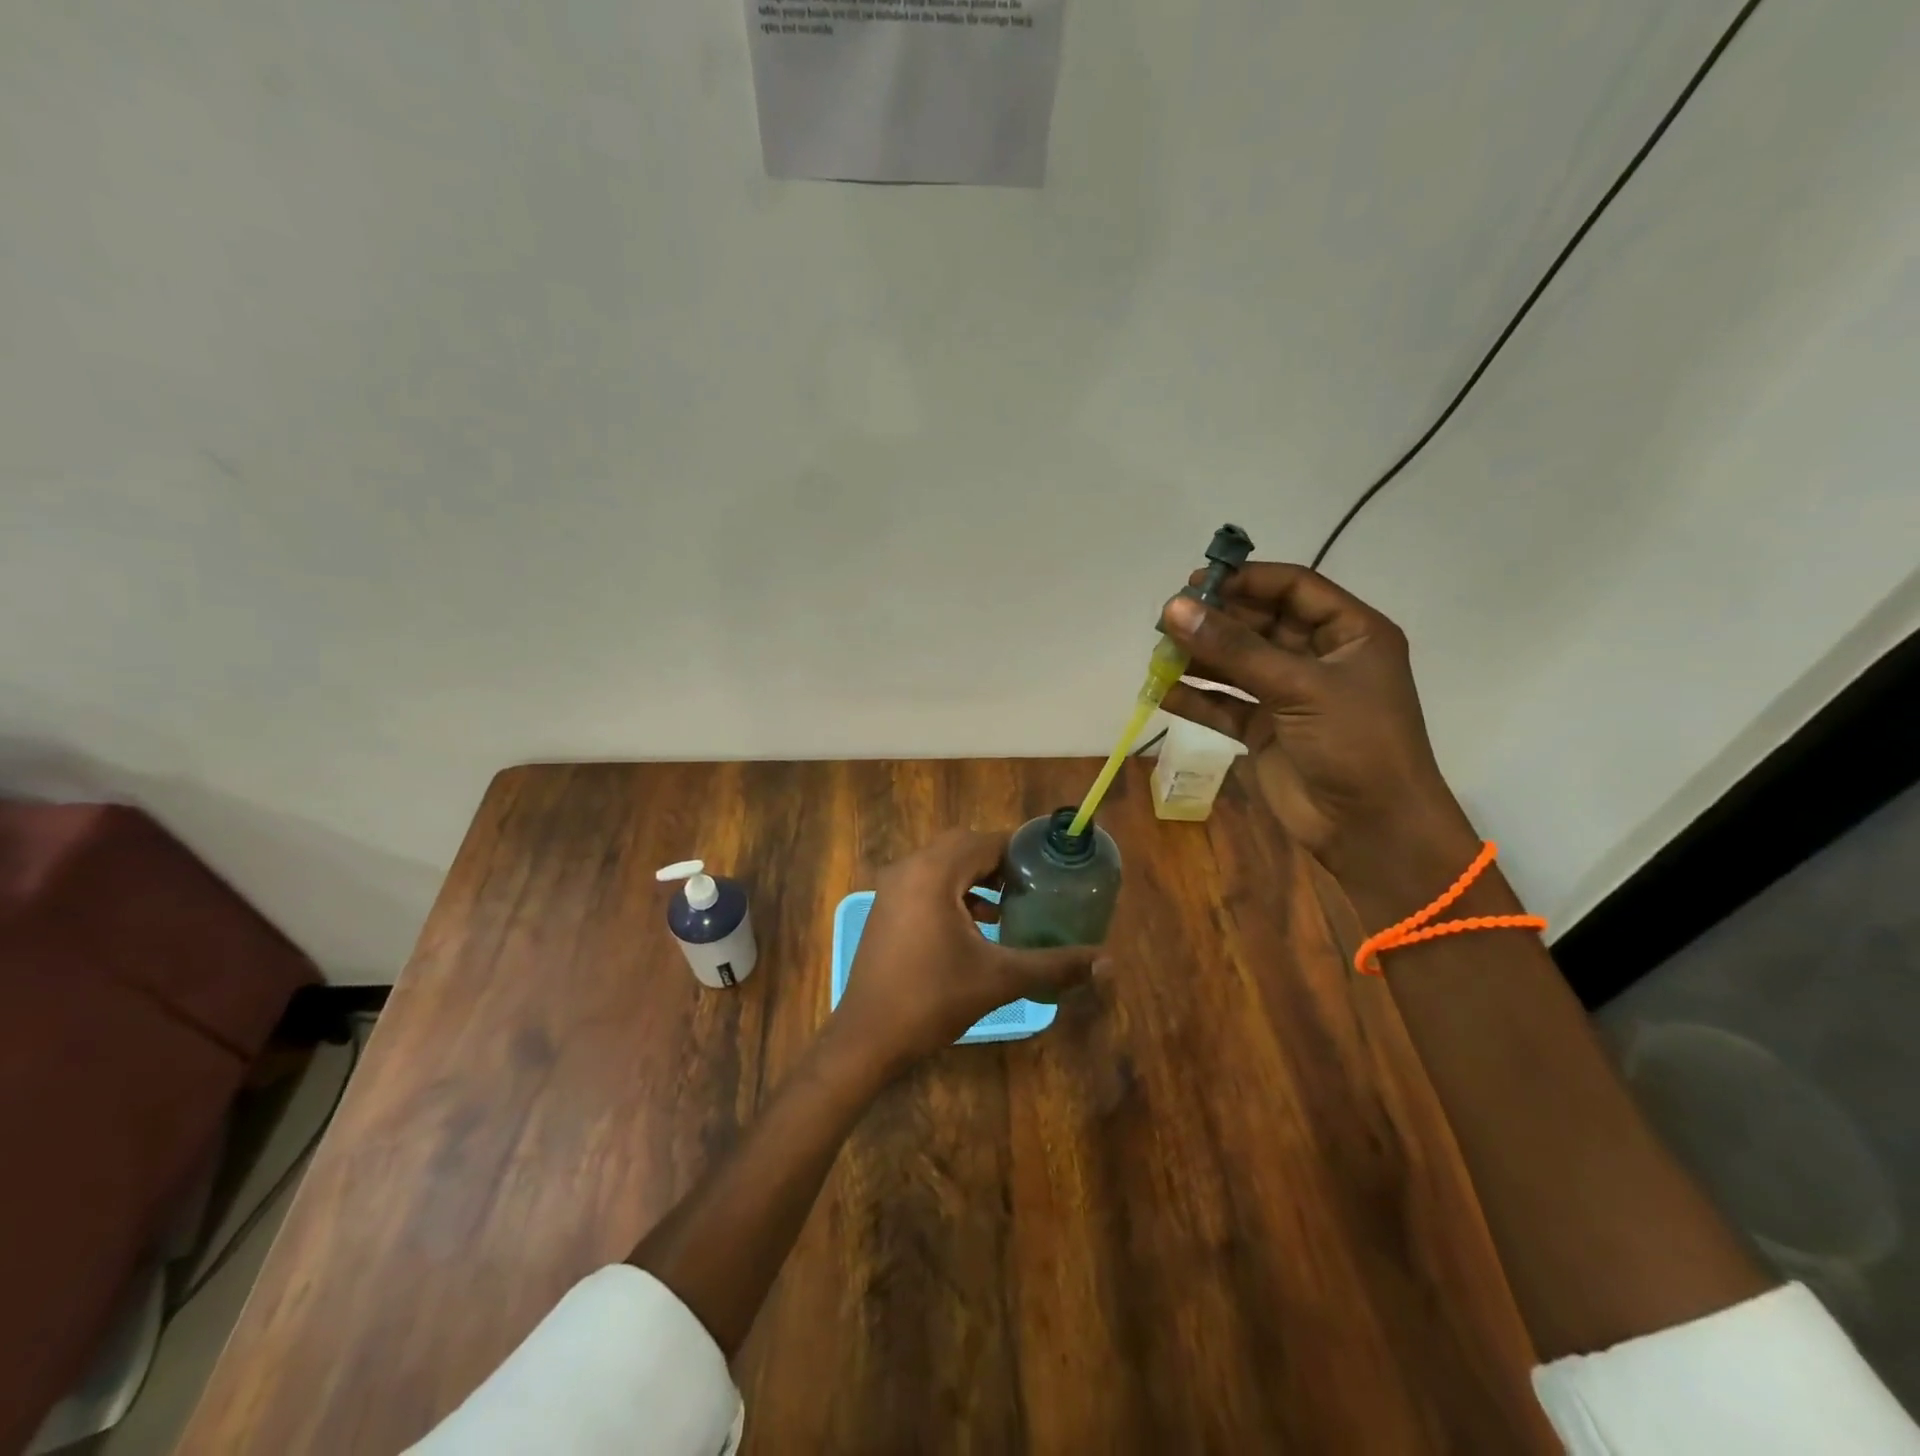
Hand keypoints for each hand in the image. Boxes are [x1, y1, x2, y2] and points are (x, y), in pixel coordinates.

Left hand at [832, 829, 1106, 1073]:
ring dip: (976, 877)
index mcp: (933, 873)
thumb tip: (1108, 963)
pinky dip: (954, 893)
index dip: (1021, 851)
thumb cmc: (933, 999)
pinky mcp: (886, 909)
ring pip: (943, 865)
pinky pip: (926, 883)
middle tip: (1034, 885)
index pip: (985, 842)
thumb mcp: (1001, 978)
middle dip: (1000, 862)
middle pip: (963, 847)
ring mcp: (892, 888)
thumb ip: (1055, 965)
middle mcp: (909, 868)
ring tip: (1012, 903)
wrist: (868, 1038)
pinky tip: (979, 924)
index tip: (1051, 868)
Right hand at [1158, 563, 1480, 916]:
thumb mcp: (1299, 686)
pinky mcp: (1265, 730)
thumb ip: (1234, 648)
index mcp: (1349, 633)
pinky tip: (1163, 692)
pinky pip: (1224, 705)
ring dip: (1199, 658)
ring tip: (1157, 654)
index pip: (1293, 589)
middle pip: (1258, 625)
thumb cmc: (1354, 743)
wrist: (1371, 828)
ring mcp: (1289, 695)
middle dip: (1215, 621)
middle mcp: (1318, 658)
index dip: (1246, 581)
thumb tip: (1174, 609)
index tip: (1196, 583)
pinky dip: (1196, 699)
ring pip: (1237, 665)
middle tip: (1166, 619)